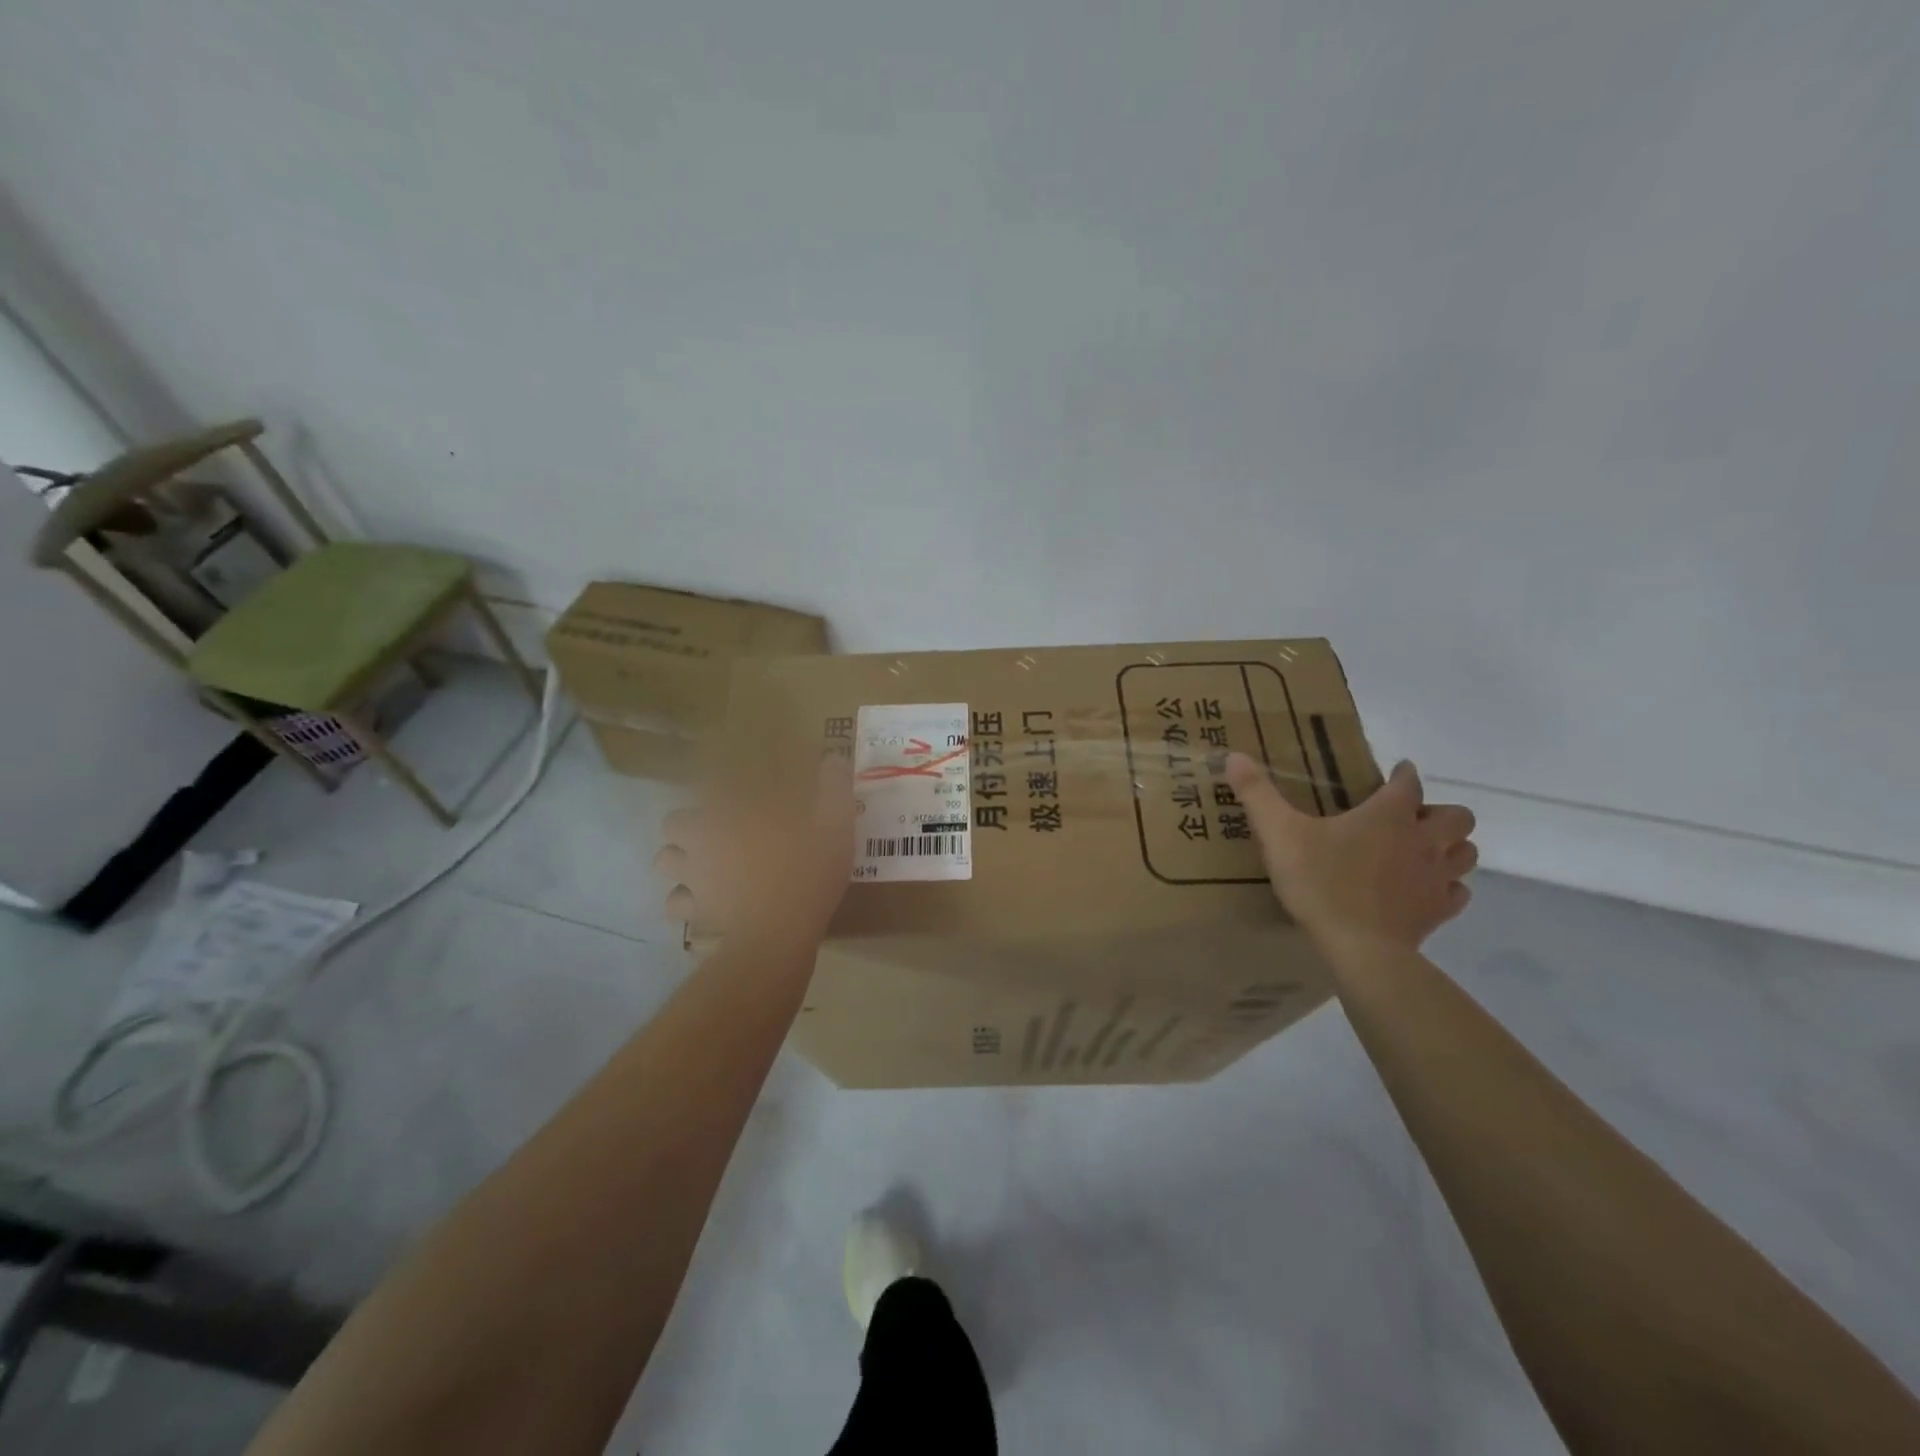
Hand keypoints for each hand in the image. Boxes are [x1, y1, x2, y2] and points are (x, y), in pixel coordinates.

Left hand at [654, 755, 855, 948]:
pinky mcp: (696, 910)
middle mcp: (702, 837)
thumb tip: (834, 758)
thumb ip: (834, 787)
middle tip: (718, 830)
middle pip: (674, 823)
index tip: (735, 789)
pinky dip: (686, 901)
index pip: (707, 784)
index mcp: (731, 809)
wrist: (782, 931)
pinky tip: (707, 901)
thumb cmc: (807, 869)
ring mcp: (694, 876)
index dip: (717, 784)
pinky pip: (676, 903)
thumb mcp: (835, 822)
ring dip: (680, 860)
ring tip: (706, 864)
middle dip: (689, 825)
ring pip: (666, 861)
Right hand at [1224, 754, 1476, 952]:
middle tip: (1408, 820)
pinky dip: (1447, 886)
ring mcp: (1436, 878)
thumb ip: (1257, 794)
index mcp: (1389, 815)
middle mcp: (1423, 840)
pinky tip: (1422, 890)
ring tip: (1421, 851)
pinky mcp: (1439, 912)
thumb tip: (1233, 755)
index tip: (1396, 773)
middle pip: (1457, 817)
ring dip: (1451, 847)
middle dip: (1439, 813)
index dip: (1403, 775)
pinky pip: (1458, 892)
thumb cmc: (1320, 883)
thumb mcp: (1278, 833)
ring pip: (1466, 853)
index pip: (1409, 783)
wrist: (1359, 949)